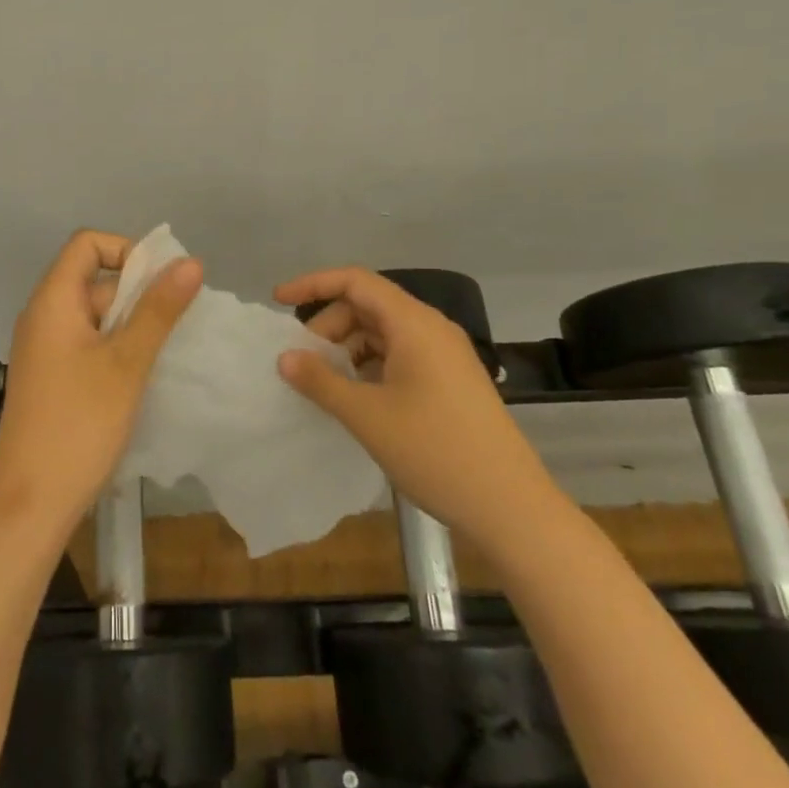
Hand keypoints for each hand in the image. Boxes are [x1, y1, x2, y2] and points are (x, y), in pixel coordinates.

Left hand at [0, 230, 202, 541]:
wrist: (30, 503)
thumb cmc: (79, 424)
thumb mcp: (127, 362)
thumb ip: (158, 309)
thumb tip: (190, 261)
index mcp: (52, 300)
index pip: (87, 243)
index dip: (127, 250)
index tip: (161, 284)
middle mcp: (43, 316)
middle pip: (93, 278)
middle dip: (137, 293)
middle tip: (174, 326)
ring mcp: (44, 349)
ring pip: (94, 315)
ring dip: (131, 324)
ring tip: (163, 353)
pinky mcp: (50, 377)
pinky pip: (87, 344)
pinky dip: (116, 348)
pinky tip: (140, 377)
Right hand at [275, 266, 548, 533]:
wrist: (510, 506)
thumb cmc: (434, 451)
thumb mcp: (367, 416)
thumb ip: (321, 381)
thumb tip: (286, 356)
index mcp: (414, 324)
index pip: (356, 281)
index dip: (314, 283)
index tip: (278, 300)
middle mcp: (431, 329)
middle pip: (368, 306)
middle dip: (329, 326)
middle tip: (304, 363)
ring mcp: (445, 355)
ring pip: (383, 333)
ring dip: (349, 349)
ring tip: (327, 385)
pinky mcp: (451, 381)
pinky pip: (400, 356)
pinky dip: (371, 366)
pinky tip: (358, 399)